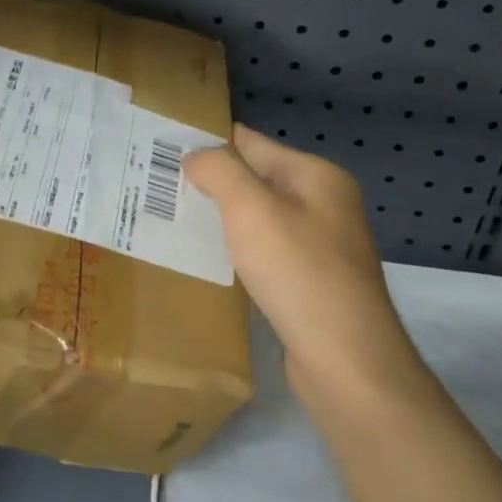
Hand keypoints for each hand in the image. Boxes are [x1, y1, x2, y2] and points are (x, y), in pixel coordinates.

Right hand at [184, 124, 431, 408]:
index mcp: (316, 176)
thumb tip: (195, 155)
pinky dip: (236, 253)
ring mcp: (319, 246)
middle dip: (210, 184)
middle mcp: (322, 204)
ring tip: (171, 222)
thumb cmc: (298, 272)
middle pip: (255, 180)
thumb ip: (220, 171)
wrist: (344, 358)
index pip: (251, 143)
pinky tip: (206, 262)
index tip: (160, 148)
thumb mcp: (252, 208)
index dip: (208, 142)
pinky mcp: (309, 283)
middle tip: (156, 188)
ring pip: (257, 220)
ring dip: (221, 220)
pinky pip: (264, 254)